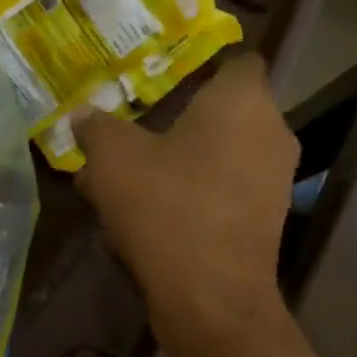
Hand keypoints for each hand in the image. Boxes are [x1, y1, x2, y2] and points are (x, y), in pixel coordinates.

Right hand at [75, 55, 298, 356]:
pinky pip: (224, 191)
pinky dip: (193, 194)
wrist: (209, 295)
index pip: (235, 61)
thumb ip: (97, 128)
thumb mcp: (112, 158)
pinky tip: (149, 215)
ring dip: (179, 162)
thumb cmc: (165, 206)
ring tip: (127, 180)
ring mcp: (274, 180)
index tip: (160, 83)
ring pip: (220, 156)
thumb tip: (83, 115)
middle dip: (177, 122)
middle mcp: (271, 132)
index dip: (198, 67)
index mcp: (242, 101)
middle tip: (132, 134)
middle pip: (222, 113)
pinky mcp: (265, 221)